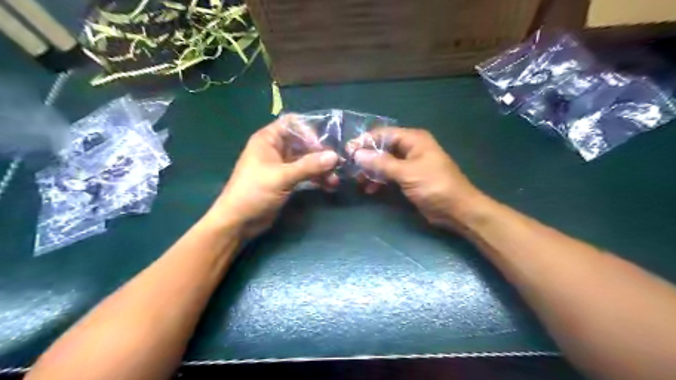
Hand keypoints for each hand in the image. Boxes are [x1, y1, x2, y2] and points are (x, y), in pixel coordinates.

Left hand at [206, 118, 340, 239]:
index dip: (309, 131)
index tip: (323, 146)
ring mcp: (281, 166)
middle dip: (320, 153)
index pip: (292, 124)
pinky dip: (316, 178)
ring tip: (335, 180)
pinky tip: (329, 186)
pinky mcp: (286, 181)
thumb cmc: (254, 192)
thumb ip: (308, 166)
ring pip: (306, 161)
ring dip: (321, 169)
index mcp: (268, 140)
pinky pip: (305, 174)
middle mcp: (276, 149)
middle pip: (303, 143)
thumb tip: (335, 156)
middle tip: (336, 165)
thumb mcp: (281, 177)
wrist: (239, 222)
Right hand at [356, 128, 482, 227]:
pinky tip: (370, 189)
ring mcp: (410, 164)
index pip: (383, 134)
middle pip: (382, 148)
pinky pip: (389, 175)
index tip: (348, 152)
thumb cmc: (434, 186)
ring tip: (358, 181)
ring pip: (384, 163)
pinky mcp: (409, 179)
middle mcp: (411, 148)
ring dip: (371, 171)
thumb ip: (381, 163)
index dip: (365, 141)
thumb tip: (358, 154)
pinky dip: (379, 181)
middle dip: (366, 158)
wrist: (457, 210)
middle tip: (351, 169)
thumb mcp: (407, 173)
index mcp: (413, 140)